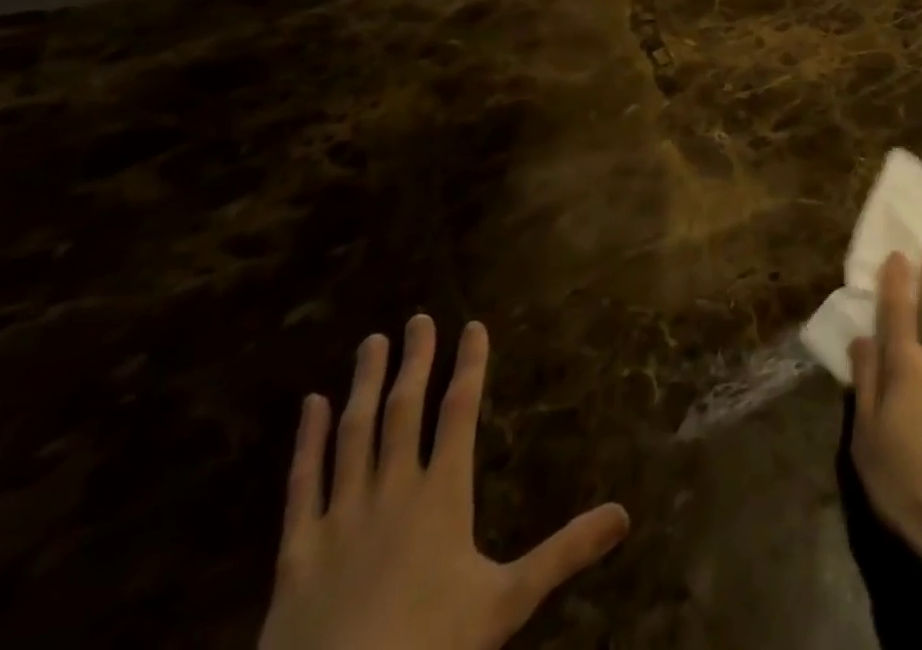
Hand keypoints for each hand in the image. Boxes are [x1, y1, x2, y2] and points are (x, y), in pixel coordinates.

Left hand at [259, 316, 628, 649]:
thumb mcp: (507, 603)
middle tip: (418, 318)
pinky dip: (307, 440)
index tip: (473, 326)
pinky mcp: (297, 550)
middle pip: (405, 408)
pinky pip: (302, 482)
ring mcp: (341, 516)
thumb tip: (624, 514)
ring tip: (372, 343)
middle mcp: (393, 490)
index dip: (470, 365)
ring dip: (365, 383)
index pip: (460, 411)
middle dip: (416, 360)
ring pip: (354, 432)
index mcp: (442, 495)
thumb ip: (564, 552)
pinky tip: (311, 405)